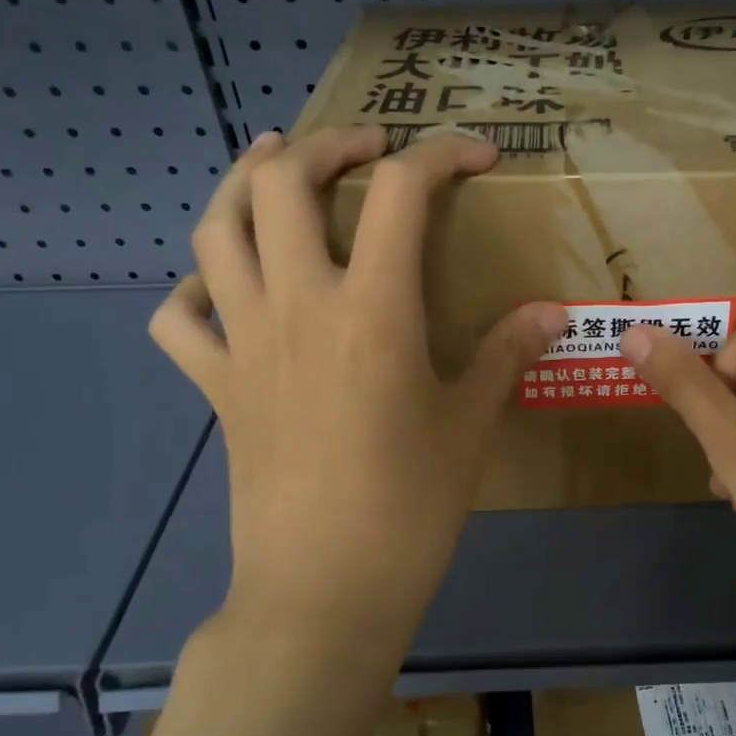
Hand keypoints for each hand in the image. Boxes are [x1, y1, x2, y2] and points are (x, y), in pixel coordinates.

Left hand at [149, 124, 565, 656]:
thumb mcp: (470, 423)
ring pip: (216, 231)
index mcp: (372, 309)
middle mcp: (298, 305)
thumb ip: (507, 353)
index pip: (402, 192)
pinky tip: (226, 288)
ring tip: (273, 167)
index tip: (478, 157)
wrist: (324, 589)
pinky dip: (197, 288)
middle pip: (283, 183)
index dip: (442, 155)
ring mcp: (245, 343)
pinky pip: (180, 318)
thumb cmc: (410, 505)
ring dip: (243, 184)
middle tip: (365, 149)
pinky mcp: (215, 386)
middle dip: (327, 146)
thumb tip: (554, 311)